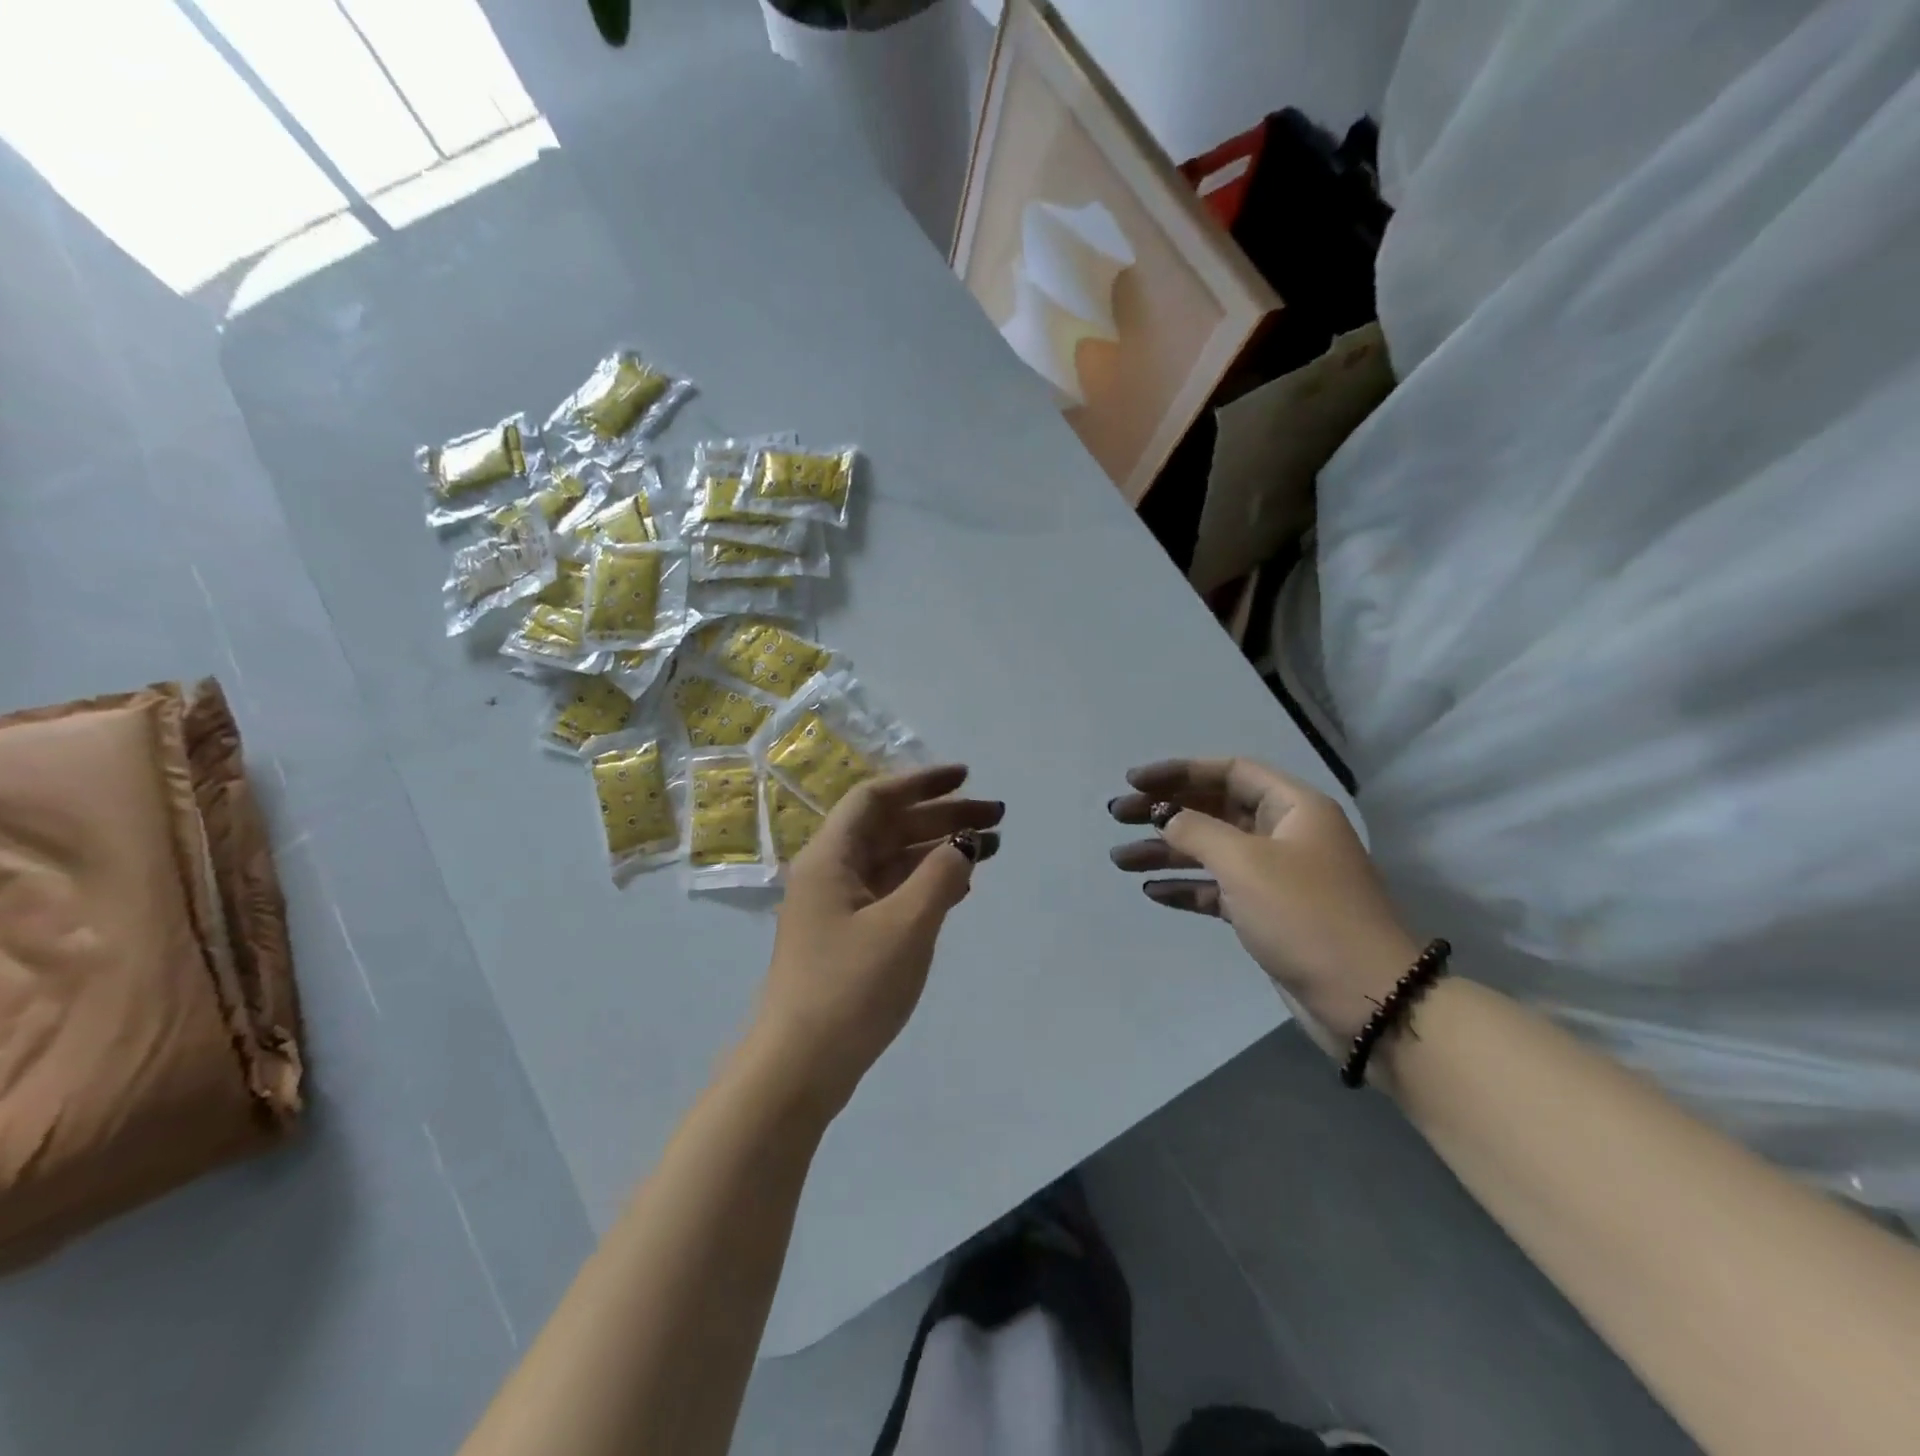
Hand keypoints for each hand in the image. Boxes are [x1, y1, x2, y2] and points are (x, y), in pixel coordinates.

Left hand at [753, 765, 1002, 1114]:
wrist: (800, 1068)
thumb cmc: (850, 987)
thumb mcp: (905, 925)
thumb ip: (940, 876)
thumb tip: (964, 844)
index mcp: (830, 858)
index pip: (875, 799)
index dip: (921, 782)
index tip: (965, 777)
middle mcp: (831, 874)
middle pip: (890, 828)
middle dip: (942, 817)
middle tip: (996, 817)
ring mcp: (839, 908)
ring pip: (894, 862)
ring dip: (938, 850)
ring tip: (989, 848)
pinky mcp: (850, 938)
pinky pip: (893, 894)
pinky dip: (926, 884)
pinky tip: (960, 887)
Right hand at [1108, 758, 1417, 1051]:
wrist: (1368, 1001)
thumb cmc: (1307, 916)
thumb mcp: (1246, 864)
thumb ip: (1196, 832)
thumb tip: (1164, 817)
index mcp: (1293, 807)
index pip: (1229, 771)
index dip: (1179, 772)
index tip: (1135, 782)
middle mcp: (1285, 834)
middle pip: (1214, 809)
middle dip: (1165, 811)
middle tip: (1117, 815)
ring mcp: (1277, 876)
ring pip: (1211, 851)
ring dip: (1166, 852)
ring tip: (1119, 859)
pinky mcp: (1268, 914)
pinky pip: (1218, 889)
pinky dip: (1187, 887)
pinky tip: (1152, 890)